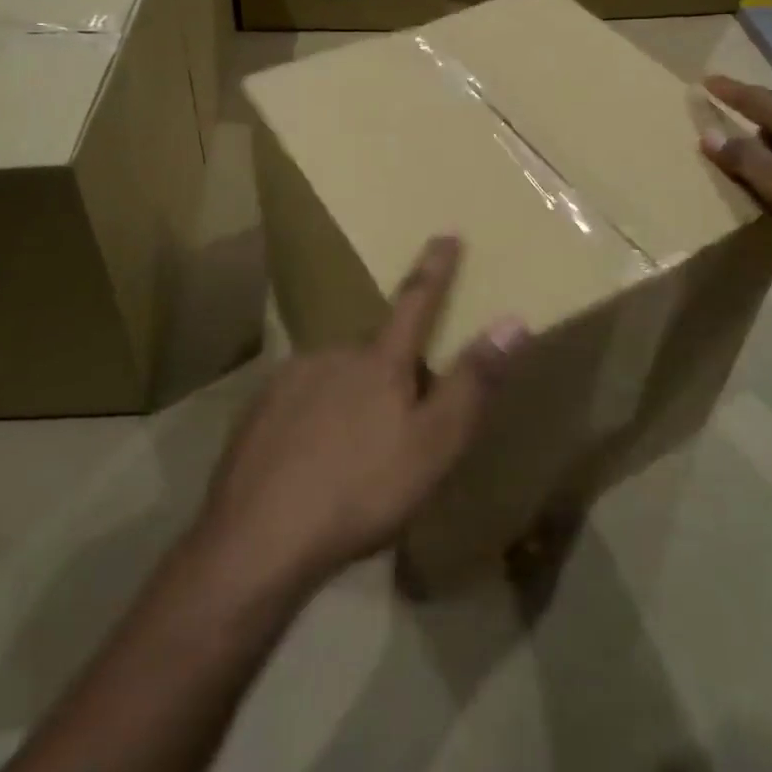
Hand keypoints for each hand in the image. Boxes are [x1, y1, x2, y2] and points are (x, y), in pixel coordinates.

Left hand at [196, 235, 526, 592]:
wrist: (258, 538)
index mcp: (379, 361)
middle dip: (391, 372)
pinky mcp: (258, 411)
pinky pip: (300, 402)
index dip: (435, 268)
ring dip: (351, 400)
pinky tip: (311, 463)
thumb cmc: (361, 490)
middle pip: (375, 353)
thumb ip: (474, 382)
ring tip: (353, 455)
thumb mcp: (435, 444)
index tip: (446, 233)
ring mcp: (289, 379)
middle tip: (397, 424)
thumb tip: (513, 320)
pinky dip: (314, 421)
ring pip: (335, 378)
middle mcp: (333, 354)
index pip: (417, 300)